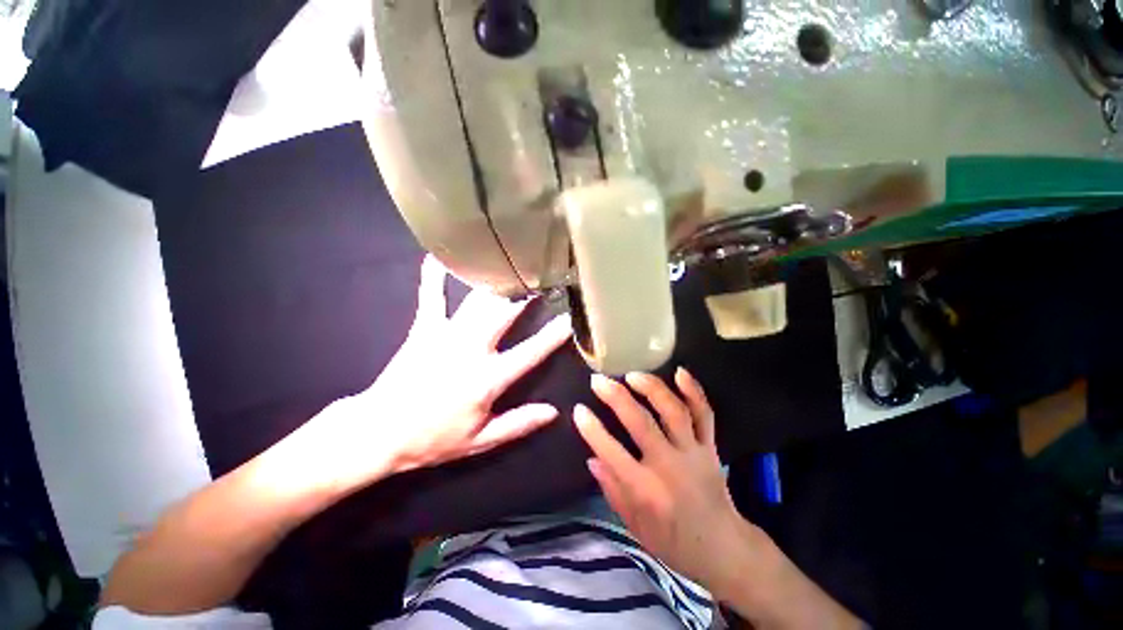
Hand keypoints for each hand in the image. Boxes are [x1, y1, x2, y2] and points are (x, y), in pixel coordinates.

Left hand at [310, 255, 571, 487]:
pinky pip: (431, 297)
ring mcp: (445, 335)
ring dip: (496, 282)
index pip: (530, 352)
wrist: (379, 433)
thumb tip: (553, 413)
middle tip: (543, 277)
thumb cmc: (433, 439)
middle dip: (526, 293)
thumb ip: (518, 424)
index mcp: (487, 379)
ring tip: (512, 264)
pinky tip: (438, 255)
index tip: (570, 317)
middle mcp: (470, 350)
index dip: (553, 334)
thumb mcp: (480, 440)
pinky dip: (434, 276)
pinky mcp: (423, 329)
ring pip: (476, 301)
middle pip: (504, 314)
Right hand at [573, 369, 751, 594]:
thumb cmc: (674, 542)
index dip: (592, 429)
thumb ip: (612, 490)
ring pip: (674, 411)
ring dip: (652, 388)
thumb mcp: (634, 527)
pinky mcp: (711, 447)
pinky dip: (694, 391)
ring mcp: (693, 453)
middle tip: (598, 380)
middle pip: (641, 423)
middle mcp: (669, 467)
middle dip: (616, 397)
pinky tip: (680, 372)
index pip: (612, 453)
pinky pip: (705, 414)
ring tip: (632, 375)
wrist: (725, 550)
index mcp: (647, 491)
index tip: (578, 409)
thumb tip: (592, 459)